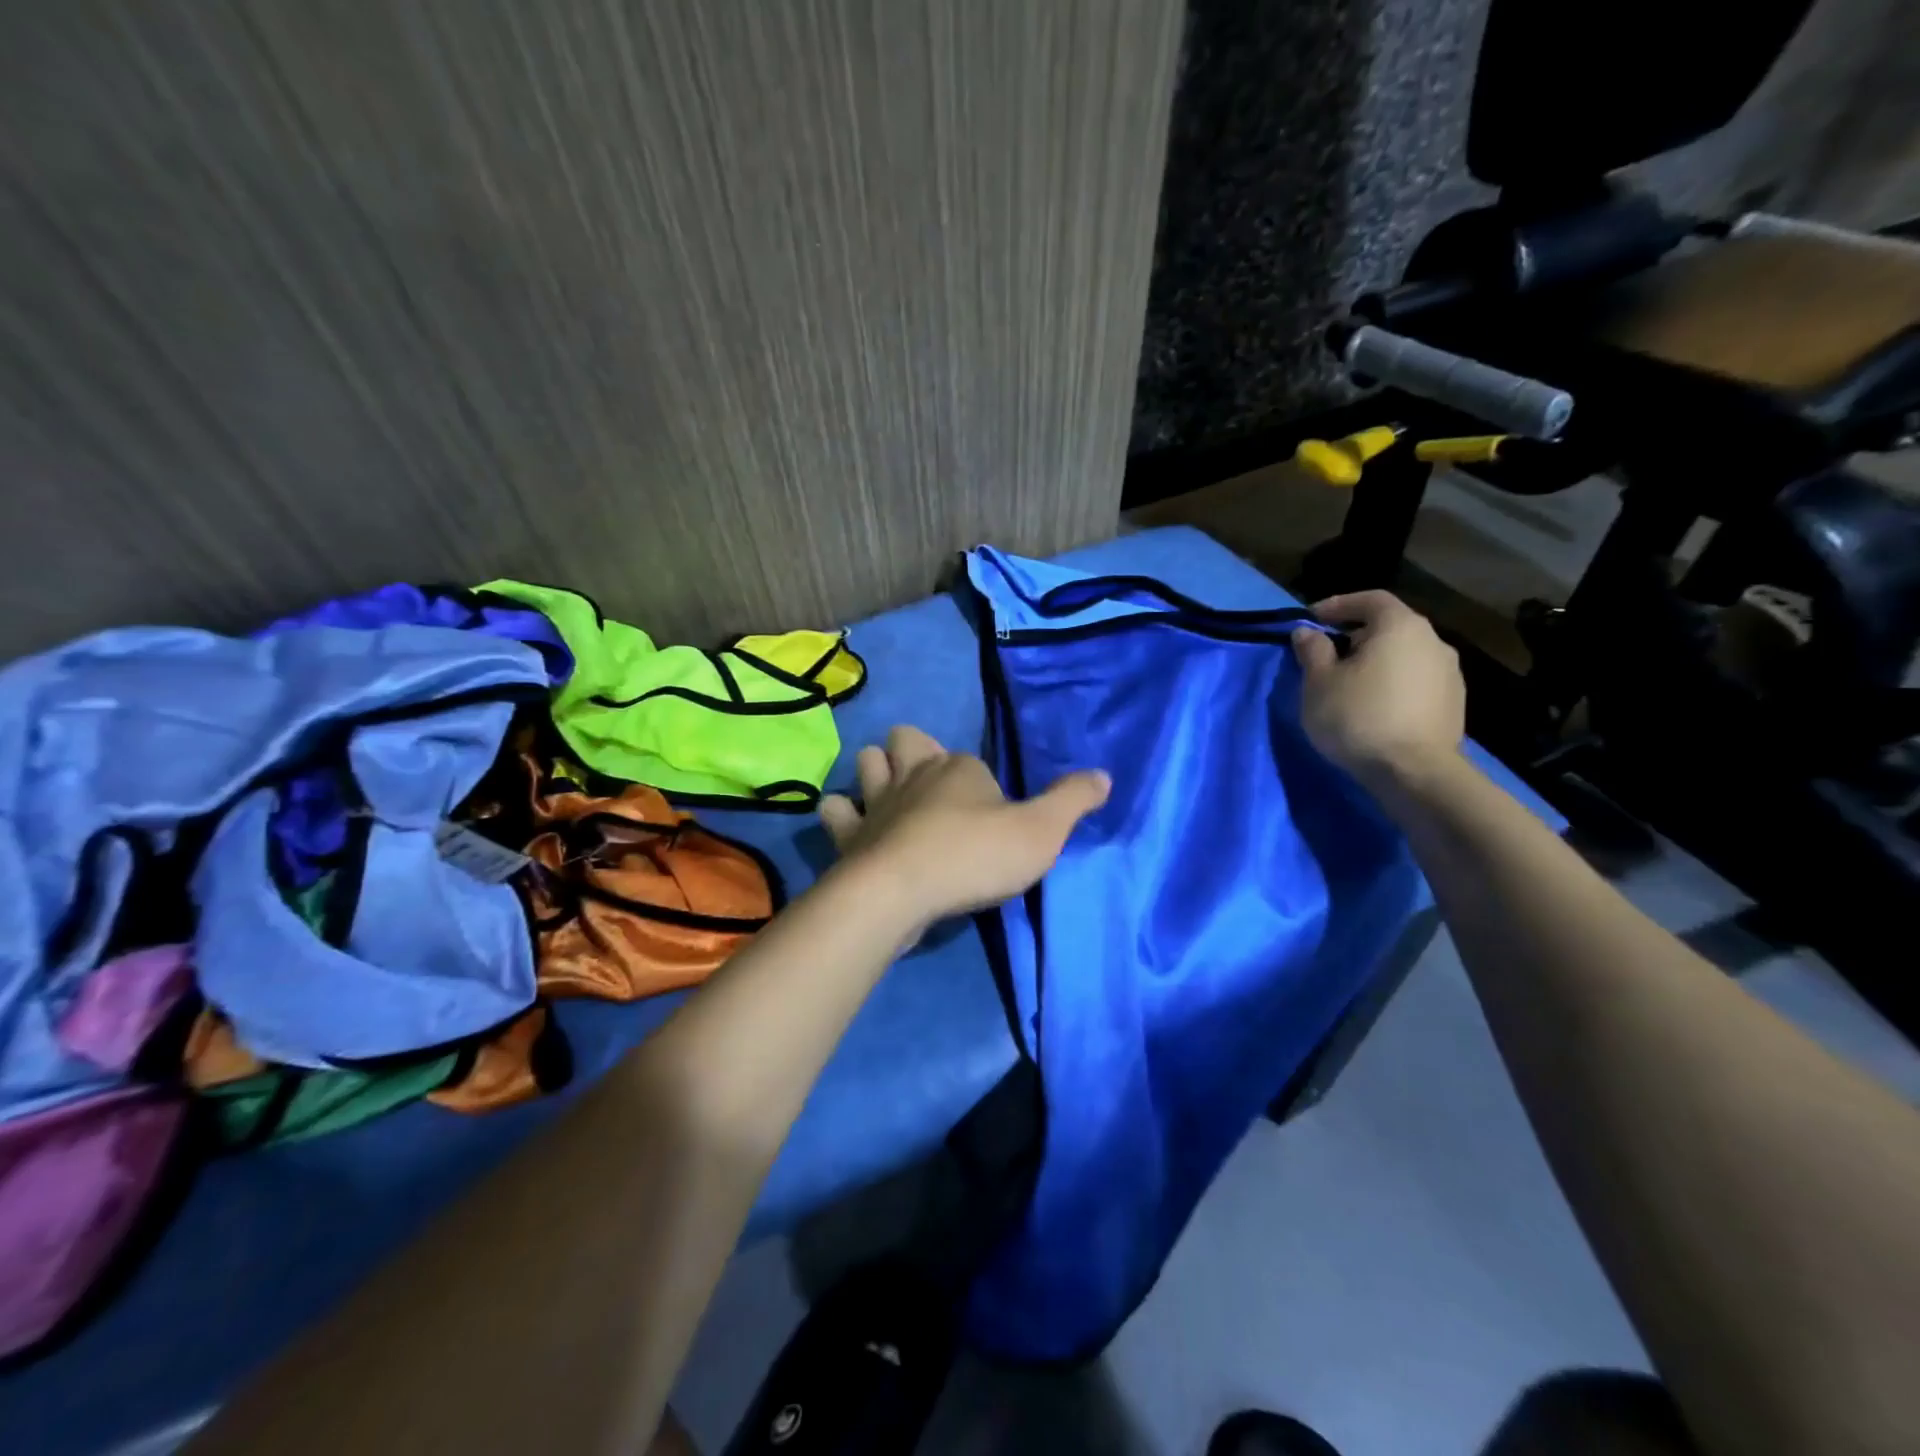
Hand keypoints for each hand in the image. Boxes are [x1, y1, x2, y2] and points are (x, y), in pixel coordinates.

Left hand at [818, 725, 1109, 926]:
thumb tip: (1104, 774)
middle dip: (912, 752)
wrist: (902, 893)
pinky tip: (854, 828)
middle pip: (905, 740)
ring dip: (874, 773)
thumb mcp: (1041, 831)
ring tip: (889, 797)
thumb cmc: (975, 856)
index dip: (977, 780)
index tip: (991, 814)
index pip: (967, 758)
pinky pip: (834, 811)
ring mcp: (875, 802)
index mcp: (957, 767)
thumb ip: (1072, 801)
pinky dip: (842, 814)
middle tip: (928, 783)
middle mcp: (913, 774)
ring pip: (865, 763)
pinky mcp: (848, 835)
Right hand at [1291, 591, 1464, 786]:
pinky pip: (1415, 680)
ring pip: (1404, 654)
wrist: (1414, 773)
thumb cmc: (1358, 717)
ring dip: (1376, 661)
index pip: (1370, 599)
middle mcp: (1433, 641)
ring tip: (1349, 684)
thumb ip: (1312, 651)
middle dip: (1356, 635)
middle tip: (1327, 654)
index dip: (1338, 604)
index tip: (1311, 618)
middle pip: (1390, 626)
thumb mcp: (1319, 683)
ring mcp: (1448, 673)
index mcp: (1400, 627)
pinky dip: (1392, 682)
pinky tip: (1374, 706)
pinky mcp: (1453, 703)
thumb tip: (1307, 632)